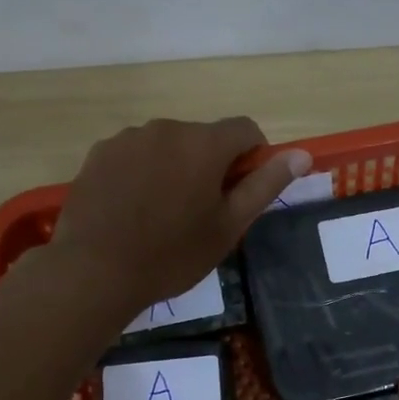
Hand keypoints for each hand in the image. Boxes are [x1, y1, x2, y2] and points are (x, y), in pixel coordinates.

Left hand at [51, 116, 309, 314]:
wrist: (96, 271)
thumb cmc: (173, 254)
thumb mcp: (229, 226)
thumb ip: (266, 185)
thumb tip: (302, 154)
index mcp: (204, 143)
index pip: (245, 129)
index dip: (253, 157)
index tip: (241, 192)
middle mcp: (166, 128)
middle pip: (203, 138)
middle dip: (210, 166)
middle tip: (201, 213)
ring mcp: (128, 138)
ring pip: (167, 146)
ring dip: (175, 168)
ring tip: (162, 214)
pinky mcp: (99, 154)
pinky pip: (135, 155)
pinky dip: (143, 173)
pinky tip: (133, 210)